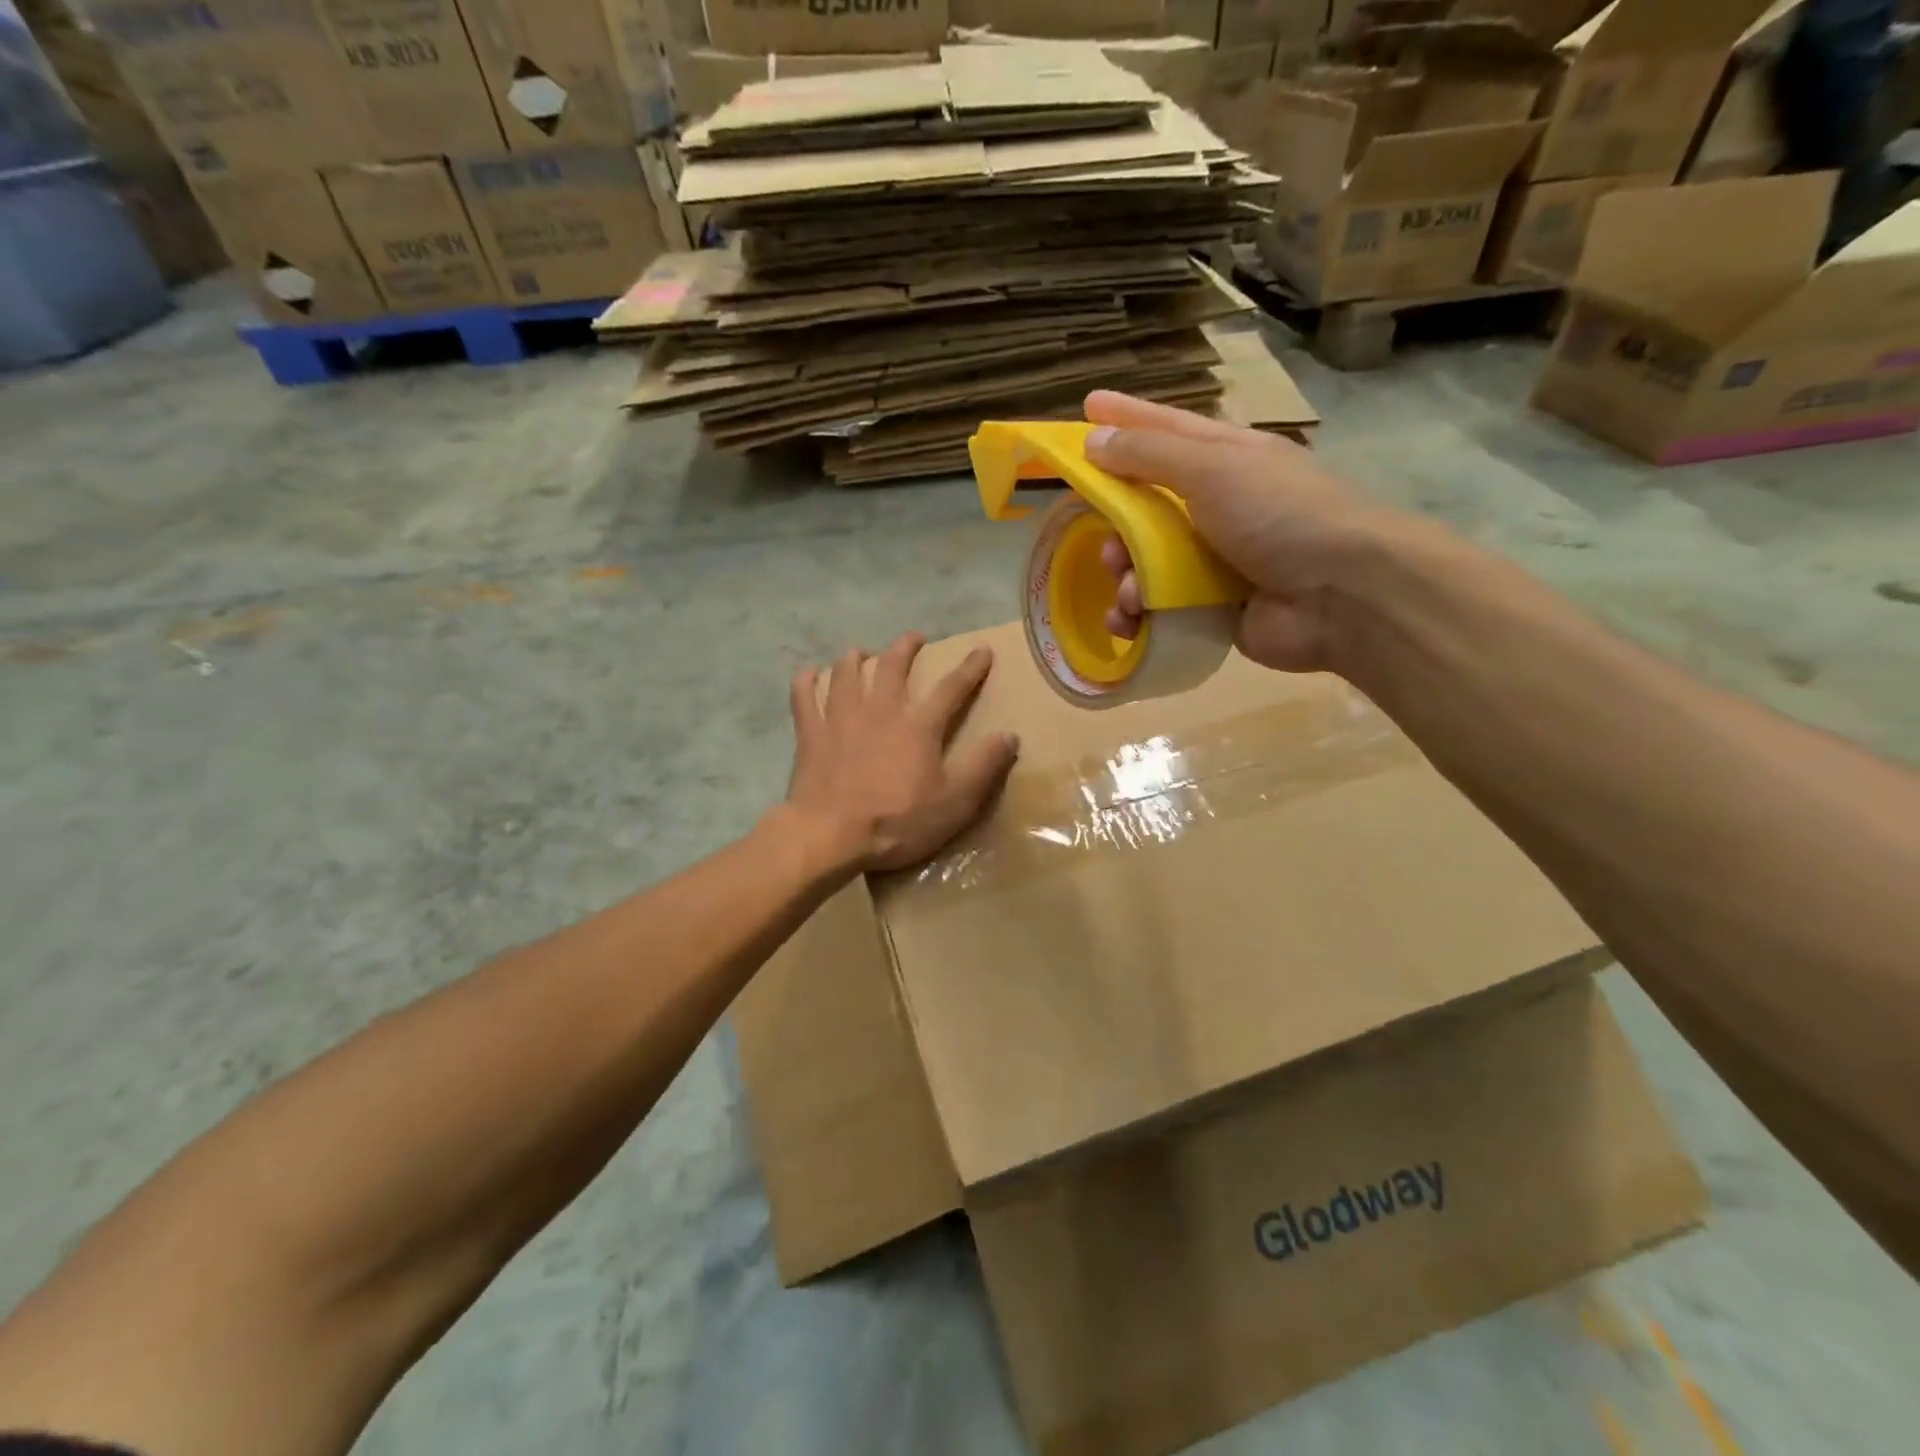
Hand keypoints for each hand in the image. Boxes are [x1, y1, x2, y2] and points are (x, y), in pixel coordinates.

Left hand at [782, 633, 1019, 872]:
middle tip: (914, 638)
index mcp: (918, 726)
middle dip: (906, 648)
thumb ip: (983, 766)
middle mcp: (880, 711)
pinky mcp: (811, 734)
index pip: (951, 688)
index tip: (982, 649)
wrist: (830, 835)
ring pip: (847, 674)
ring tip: (860, 651)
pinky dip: (806, 681)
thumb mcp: (955, 802)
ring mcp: (841, 719)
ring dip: (855, 658)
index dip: (970, 668)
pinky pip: (805, 698)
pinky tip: (808, 672)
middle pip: (893, 667)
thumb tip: (1010, 735)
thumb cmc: (897, 822)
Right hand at [1083, 391, 1410, 672]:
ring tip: (1129, 591)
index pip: (1164, 430)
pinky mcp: (1210, 608)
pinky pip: (1158, 607)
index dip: (1126, 418)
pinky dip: (1138, 615)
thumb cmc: (1278, 514)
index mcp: (1225, 459)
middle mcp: (1218, 506)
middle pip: (1145, 506)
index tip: (1085, 406)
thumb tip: (1094, 438)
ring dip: (1125, 576)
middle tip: (1104, 541)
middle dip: (1116, 525)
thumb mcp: (1212, 467)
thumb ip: (1150, 453)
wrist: (1340, 595)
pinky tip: (1131, 620)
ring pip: (1145, 562)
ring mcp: (1214, 560)